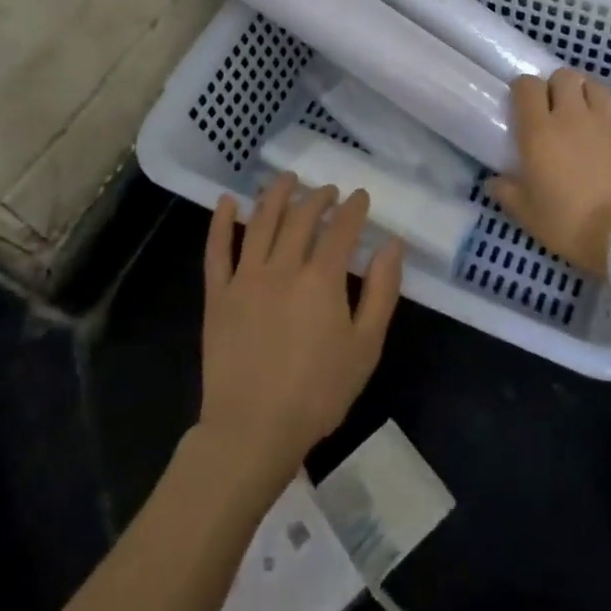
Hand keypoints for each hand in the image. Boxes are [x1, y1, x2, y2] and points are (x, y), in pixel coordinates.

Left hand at [198, 174, 404, 491]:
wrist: (253, 430)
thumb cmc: (318, 393)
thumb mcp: (366, 346)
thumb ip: (382, 292)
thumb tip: (392, 245)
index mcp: (322, 279)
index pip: (341, 228)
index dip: (353, 208)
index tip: (360, 197)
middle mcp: (283, 267)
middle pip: (301, 217)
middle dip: (319, 198)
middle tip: (329, 191)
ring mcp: (246, 278)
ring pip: (261, 222)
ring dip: (276, 195)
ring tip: (287, 179)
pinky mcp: (218, 295)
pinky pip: (217, 250)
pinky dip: (221, 222)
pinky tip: (228, 202)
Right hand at [488, 69, 610, 279]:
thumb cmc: (571, 224)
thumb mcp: (529, 215)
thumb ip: (507, 193)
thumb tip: (492, 181)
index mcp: (540, 131)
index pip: (527, 86)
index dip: (524, 89)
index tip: (524, 103)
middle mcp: (573, 116)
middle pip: (564, 76)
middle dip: (558, 86)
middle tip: (557, 107)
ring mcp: (609, 121)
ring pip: (597, 87)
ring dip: (589, 96)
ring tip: (588, 116)